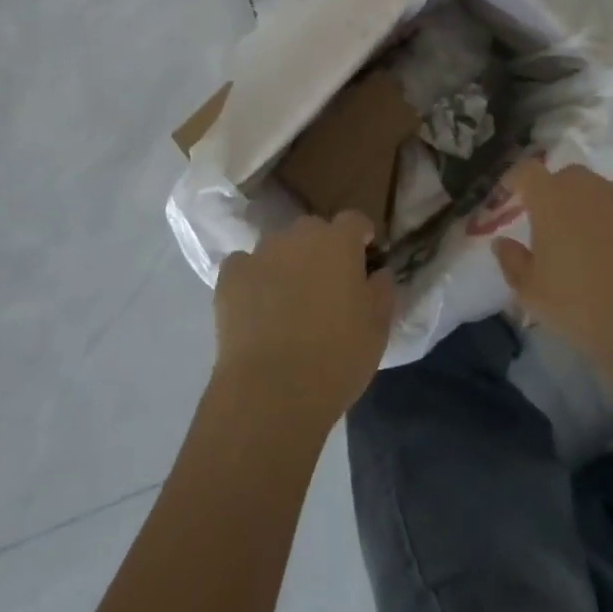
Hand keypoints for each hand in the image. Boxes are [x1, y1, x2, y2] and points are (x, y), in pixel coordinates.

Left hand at [213, 212, 395, 429]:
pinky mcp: (230, 276)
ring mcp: (261, 253)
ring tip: (288, 300)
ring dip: (287, 262)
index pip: (354, 220)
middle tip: (326, 285)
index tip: (364, 258)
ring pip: (278, 246)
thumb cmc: (337, 357)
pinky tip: (255, 305)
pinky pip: (244, 265)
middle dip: (322, 249)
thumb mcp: (378, 328)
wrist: (272, 391)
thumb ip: (382, 290)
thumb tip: (378, 272)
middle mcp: (299, 236)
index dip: (360, 236)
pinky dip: (252, 277)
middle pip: (314, 229)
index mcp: (339, 242)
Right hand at [492, 160, 612, 398]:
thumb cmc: (582, 306)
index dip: (516, 180)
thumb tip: (503, 243)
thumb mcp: (532, 293)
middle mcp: (592, 188)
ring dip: (596, 211)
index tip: (511, 197)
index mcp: (553, 198)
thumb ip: (512, 261)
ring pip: (605, 195)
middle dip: (558, 194)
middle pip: (568, 177)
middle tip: (555, 226)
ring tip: (597, 247)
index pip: (526, 171)